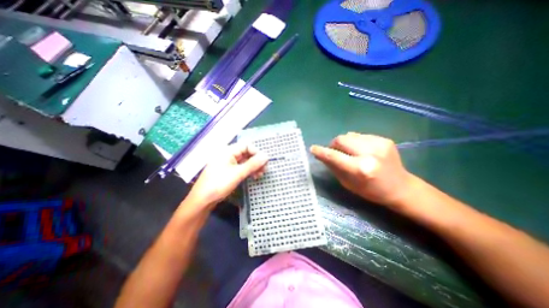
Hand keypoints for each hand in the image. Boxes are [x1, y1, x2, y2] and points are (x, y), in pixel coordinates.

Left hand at [186, 143, 269, 208]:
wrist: (202, 200)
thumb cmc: (219, 184)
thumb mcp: (238, 174)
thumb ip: (253, 164)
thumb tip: (267, 156)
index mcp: (228, 151)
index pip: (246, 145)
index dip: (256, 152)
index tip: (264, 162)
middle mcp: (228, 154)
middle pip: (247, 153)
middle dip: (256, 161)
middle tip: (265, 170)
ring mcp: (228, 163)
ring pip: (245, 161)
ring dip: (254, 167)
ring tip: (260, 175)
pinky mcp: (228, 171)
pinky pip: (241, 167)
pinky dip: (248, 171)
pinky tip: (254, 177)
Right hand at [311, 133, 414, 206]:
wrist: (401, 187)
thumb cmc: (371, 191)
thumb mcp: (348, 183)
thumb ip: (334, 167)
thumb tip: (321, 155)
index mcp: (361, 169)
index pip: (334, 156)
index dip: (321, 151)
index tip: (313, 149)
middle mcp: (370, 153)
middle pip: (341, 139)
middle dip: (334, 145)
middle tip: (335, 152)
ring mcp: (379, 143)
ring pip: (350, 135)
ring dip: (345, 143)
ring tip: (350, 152)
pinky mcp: (384, 139)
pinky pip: (360, 136)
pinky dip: (355, 142)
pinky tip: (361, 151)